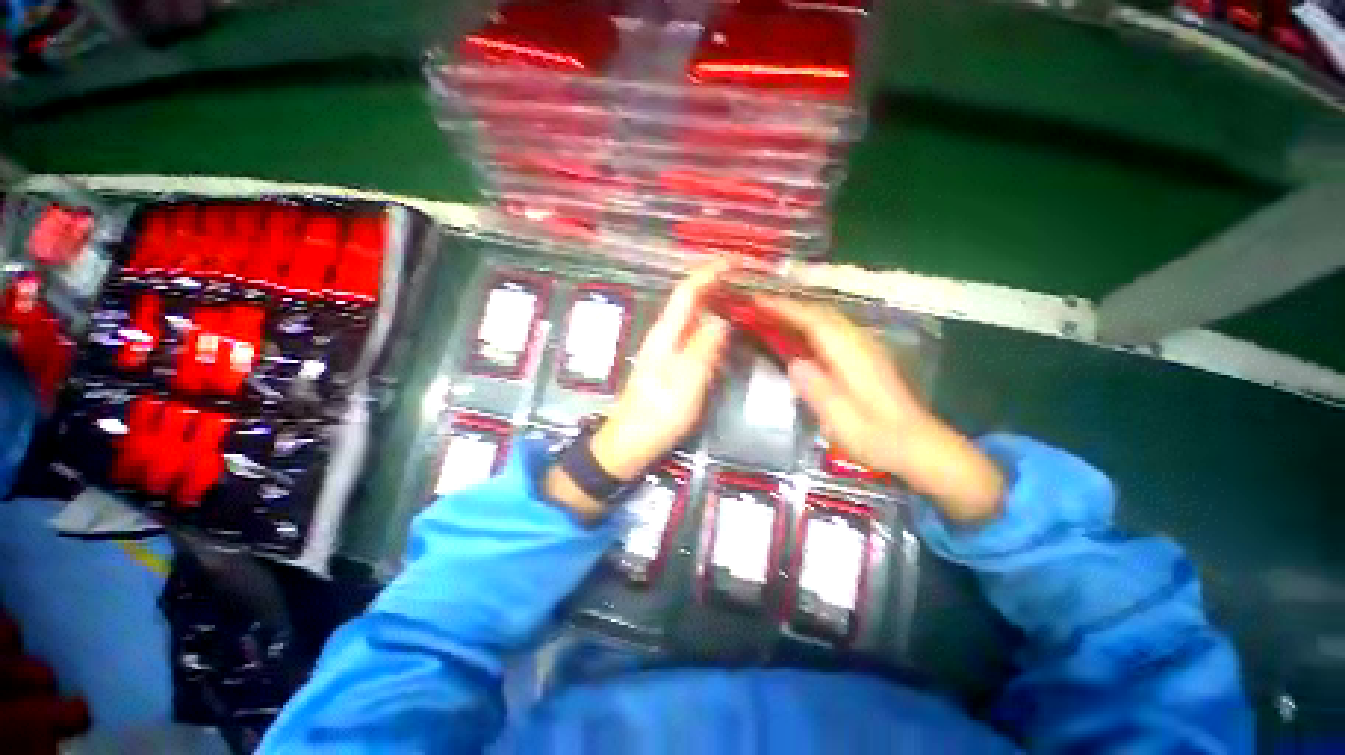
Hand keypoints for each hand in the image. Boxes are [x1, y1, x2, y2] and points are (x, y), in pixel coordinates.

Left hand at [546, 265, 728, 517]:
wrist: (630, 442)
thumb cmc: (657, 414)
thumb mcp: (686, 382)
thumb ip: (704, 348)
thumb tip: (722, 317)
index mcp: (666, 333)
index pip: (688, 291)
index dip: (711, 271)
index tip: (738, 259)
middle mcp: (665, 334)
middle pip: (691, 298)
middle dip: (718, 282)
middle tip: (750, 278)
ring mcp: (668, 349)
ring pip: (695, 315)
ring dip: (717, 301)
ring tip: (746, 295)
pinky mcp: (673, 363)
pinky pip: (696, 334)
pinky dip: (714, 323)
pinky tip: (729, 328)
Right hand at [760, 296, 1004, 523]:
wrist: (917, 445)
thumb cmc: (876, 436)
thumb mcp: (841, 419)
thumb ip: (817, 388)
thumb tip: (794, 362)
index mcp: (851, 356)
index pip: (814, 321)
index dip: (784, 308)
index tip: (757, 300)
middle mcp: (860, 343)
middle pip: (822, 313)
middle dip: (790, 304)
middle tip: (759, 304)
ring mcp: (867, 348)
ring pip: (830, 318)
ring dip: (802, 311)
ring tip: (775, 313)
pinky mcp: (868, 357)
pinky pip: (835, 328)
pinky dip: (814, 323)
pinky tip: (803, 333)